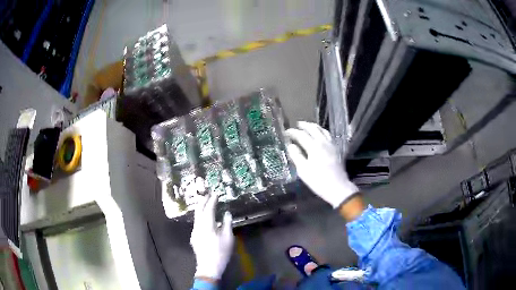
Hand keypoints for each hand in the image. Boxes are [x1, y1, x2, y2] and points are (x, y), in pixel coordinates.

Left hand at [190, 193, 233, 279]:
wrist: (208, 267)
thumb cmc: (220, 252)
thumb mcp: (228, 238)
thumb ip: (227, 224)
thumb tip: (227, 214)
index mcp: (207, 225)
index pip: (208, 209)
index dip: (212, 200)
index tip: (216, 193)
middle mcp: (198, 226)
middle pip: (198, 210)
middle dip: (203, 201)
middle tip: (208, 194)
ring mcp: (194, 232)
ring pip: (196, 217)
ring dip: (201, 209)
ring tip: (206, 204)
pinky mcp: (194, 237)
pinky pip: (197, 223)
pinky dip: (201, 217)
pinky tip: (206, 219)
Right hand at [285, 121, 358, 208]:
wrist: (338, 187)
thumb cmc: (318, 181)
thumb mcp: (303, 170)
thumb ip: (296, 156)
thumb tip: (290, 145)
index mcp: (314, 147)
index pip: (301, 135)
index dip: (293, 132)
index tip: (286, 132)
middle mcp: (323, 142)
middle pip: (313, 129)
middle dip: (304, 125)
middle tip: (297, 124)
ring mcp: (331, 145)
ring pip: (322, 130)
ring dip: (314, 126)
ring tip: (308, 126)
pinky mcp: (336, 149)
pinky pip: (328, 135)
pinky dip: (322, 131)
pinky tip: (320, 135)